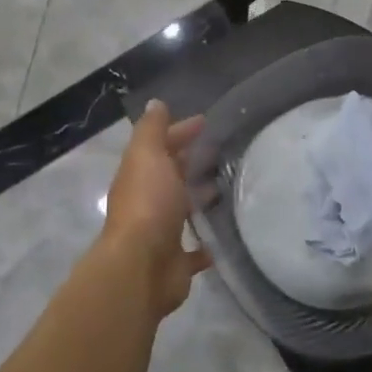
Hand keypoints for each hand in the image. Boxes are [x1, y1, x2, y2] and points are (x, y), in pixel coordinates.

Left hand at [100, 100, 212, 317]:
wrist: (141, 267)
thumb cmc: (148, 205)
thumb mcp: (147, 157)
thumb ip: (152, 130)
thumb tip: (156, 103)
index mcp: (140, 176)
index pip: (160, 147)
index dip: (180, 132)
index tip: (207, 123)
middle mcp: (148, 202)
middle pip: (171, 177)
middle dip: (192, 163)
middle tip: (225, 153)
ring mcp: (161, 234)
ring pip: (183, 210)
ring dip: (200, 199)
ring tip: (231, 188)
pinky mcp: (176, 262)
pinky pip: (195, 250)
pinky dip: (207, 243)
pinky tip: (226, 235)